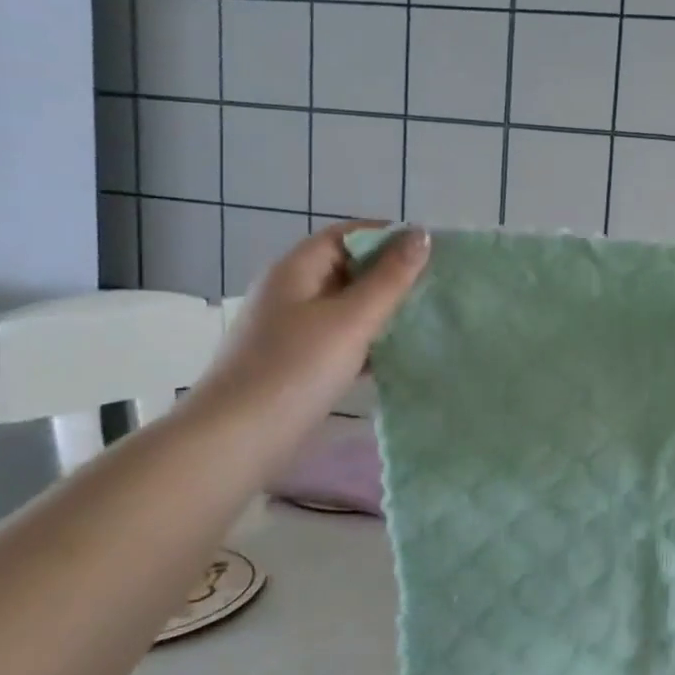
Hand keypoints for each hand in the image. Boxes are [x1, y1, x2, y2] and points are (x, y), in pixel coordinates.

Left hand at [193, 221, 428, 431]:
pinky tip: (398, 355)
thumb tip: (421, 234)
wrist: (236, 440)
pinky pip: (340, 339)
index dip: (389, 236)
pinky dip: (368, 341)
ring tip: (427, 318)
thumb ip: (390, 279)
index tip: (433, 250)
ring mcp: (291, 330)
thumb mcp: (351, 320)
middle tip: (437, 285)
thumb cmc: (295, 369)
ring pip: (346, 307)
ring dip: (383, 310)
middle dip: (391, 274)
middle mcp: (290, 293)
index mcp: (296, 270)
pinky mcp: (296, 363)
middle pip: (347, 269)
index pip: (347, 235)